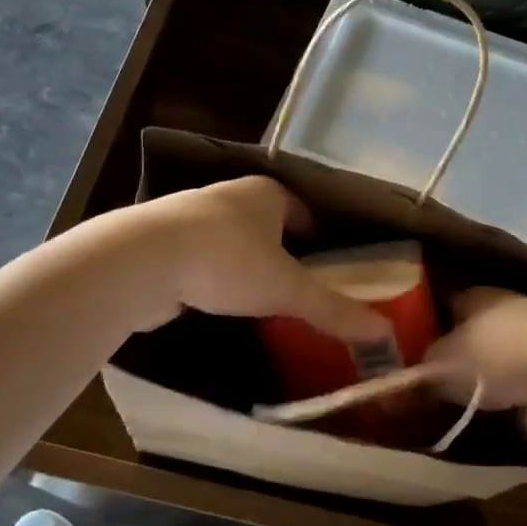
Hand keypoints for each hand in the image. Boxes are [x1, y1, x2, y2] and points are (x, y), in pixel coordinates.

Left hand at [119, 177, 392, 340]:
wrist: (143, 260)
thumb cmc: (227, 261)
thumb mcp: (287, 289)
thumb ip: (333, 309)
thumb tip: (383, 332)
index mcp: (266, 193)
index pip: (303, 212)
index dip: (318, 238)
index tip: (329, 267)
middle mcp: (230, 195)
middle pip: (267, 225)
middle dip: (282, 253)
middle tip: (298, 288)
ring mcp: (192, 215)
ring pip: (232, 240)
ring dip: (246, 264)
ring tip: (261, 298)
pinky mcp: (164, 241)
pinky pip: (203, 257)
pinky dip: (214, 276)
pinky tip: (219, 301)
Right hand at [425, 289, 526, 444]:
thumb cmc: (494, 354)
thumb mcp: (443, 362)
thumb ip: (424, 368)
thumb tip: (407, 378)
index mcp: (480, 294)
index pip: (449, 302)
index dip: (430, 322)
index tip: (414, 344)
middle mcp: (510, 308)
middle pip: (476, 328)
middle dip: (460, 350)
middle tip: (436, 375)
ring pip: (502, 354)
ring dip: (488, 373)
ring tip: (463, 397)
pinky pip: (522, 380)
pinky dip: (511, 393)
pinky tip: (494, 410)